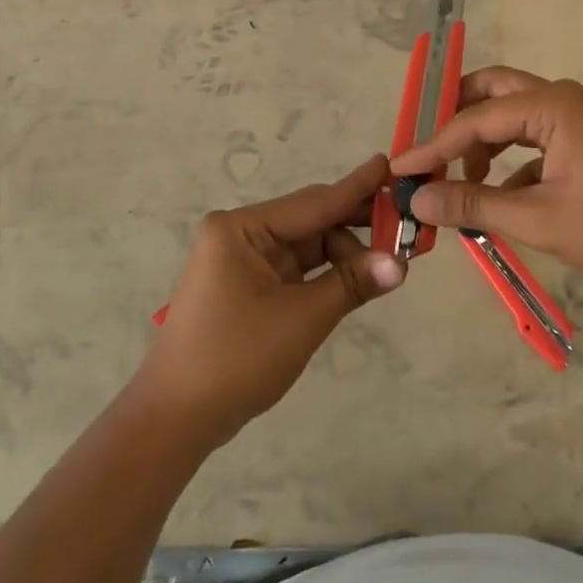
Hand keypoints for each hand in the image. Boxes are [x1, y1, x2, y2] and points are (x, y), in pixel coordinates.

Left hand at [136, 155, 405, 446]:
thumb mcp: (302, 318)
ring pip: (307, 246)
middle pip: (311, 221)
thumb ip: (352, 283)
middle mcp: (240, 234)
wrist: (176, 418)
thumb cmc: (236, 359)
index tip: (390, 164)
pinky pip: (296, 268)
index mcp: (242, 229)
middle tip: (405, 226)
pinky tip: (358, 278)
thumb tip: (401, 263)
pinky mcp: (247, 285)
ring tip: (388, 265)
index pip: (314, 202)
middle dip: (357, 227)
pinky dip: (326, 274)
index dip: (357, 187)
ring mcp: (241, 260)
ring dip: (344, 255)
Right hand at [389, 68, 582, 280]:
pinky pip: (534, 136)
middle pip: (493, 91)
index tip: (399, 168)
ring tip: (463, 181)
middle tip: (428, 149)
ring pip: (513, 114)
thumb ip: (474, 204)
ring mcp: (576, 116)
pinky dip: (510, 158)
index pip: (475, 119)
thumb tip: (418, 200)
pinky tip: (502, 195)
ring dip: (483, 141)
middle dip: (456, 118)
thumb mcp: (537, 218)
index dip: (433, 146)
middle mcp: (561, 98)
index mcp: (551, 105)